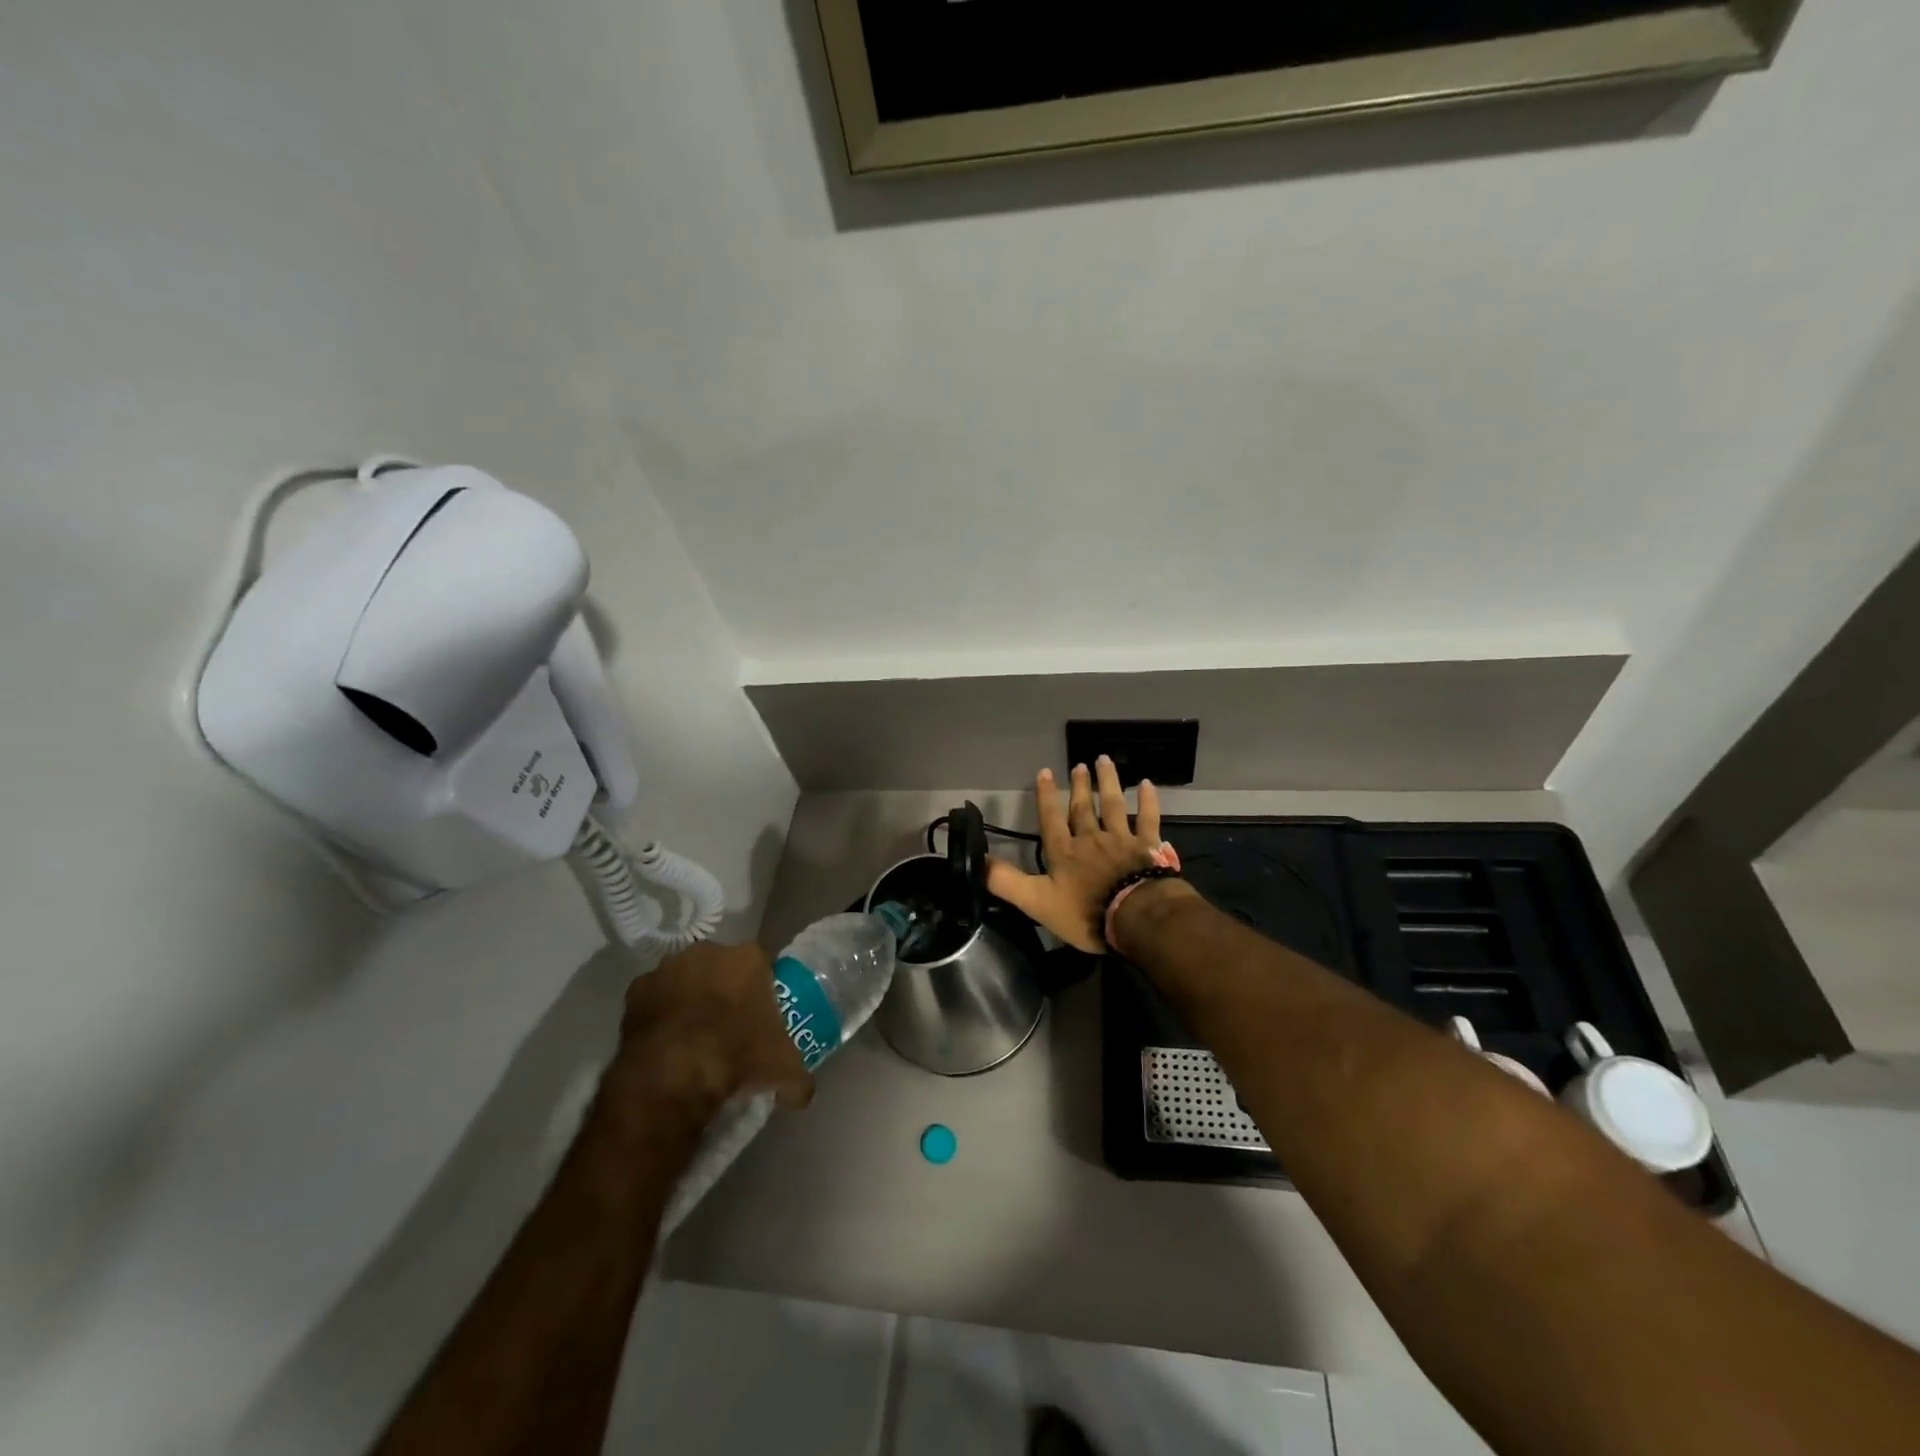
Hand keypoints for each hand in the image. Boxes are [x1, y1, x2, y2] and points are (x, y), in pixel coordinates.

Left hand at [605, 942, 814, 1128]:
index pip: (761, 967)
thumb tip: (800, 1093)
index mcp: (749, 958)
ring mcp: (669, 967)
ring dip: (688, 999)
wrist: (674, 1074)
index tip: (758, 1018)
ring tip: (691, 1037)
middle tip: (726, 1027)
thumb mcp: (783, 1071)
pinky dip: (658, 1015)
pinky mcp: (636, 989)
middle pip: (721, 967)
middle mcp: (709, 951)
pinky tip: (663, 1043)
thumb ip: (798, 1078)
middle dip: (723, 990)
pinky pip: (654, 998)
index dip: (759, 992)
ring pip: (685, 979)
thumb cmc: (738, 1057)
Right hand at [986, 757, 1161, 952]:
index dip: (1045, 796)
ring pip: (1113, 805)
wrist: (1135, 917)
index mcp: (1064, 851)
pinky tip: (1148, 784)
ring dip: (1107, 782)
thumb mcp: (1036, 902)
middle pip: (1083, 808)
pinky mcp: (1147, 846)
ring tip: (1103, 761)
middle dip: (1079, 786)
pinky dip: (1148, 801)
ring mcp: (1121, 840)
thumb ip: (1006, 882)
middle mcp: (1090, 838)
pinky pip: (1148, 819)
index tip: (1044, 772)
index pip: (1051, 818)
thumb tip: (978, 862)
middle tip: (1078, 765)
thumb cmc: (1085, 912)